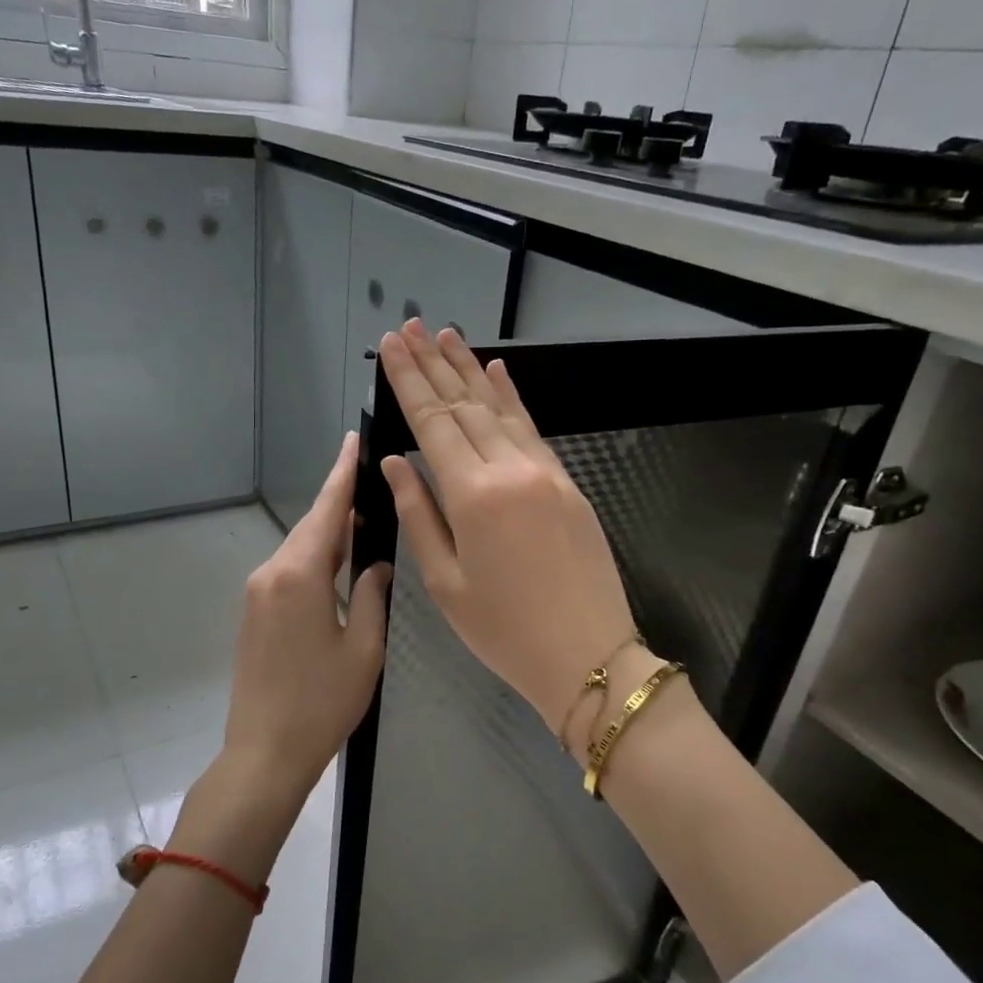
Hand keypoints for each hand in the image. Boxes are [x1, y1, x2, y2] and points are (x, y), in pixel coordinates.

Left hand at [221, 432, 391, 796]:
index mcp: (299, 576)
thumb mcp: (363, 649)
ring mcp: (257, 594)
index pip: (326, 511)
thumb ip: (372, 595)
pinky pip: (289, 572)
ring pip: (300, 550)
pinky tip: (338, 564)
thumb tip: (376, 565)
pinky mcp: (254, 614)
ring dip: (329, 533)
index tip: (352, 440)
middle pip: (311, 527)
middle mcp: (271, 574)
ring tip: (363, 518)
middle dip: (339, 501)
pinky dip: (315, 559)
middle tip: (369, 477)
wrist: (263, 752)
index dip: (342, 474)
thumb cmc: (321, 703)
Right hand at [377, 319, 634, 753]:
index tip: (392, 347)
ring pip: (500, 408)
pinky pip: (532, 429)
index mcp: (473, 496)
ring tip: (448, 336)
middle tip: (412, 327)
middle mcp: (510, 470)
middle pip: (465, 405)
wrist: (589, 655)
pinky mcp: (567, 483)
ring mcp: (545, 473)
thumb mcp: (445, 583)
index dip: (410, 382)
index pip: (432, 423)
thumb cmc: (504, 631)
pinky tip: (498, 372)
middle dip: (435, 364)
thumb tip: (396, 464)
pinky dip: (512, 397)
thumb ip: (419, 514)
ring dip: (471, 370)